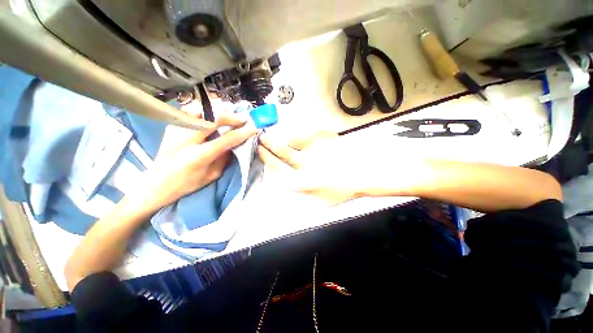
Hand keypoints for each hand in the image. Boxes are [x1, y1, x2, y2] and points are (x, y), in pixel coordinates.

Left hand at [140, 112, 256, 209]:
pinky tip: (210, 115)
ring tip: (227, 114)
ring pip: (198, 109)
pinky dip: (203, 110)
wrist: (156, 183)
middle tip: (242, 118)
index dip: (243, 132)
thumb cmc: (187, 184)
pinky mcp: (171, 127)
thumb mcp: (212, 175)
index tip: (254, 127)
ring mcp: (175, 130)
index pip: (226, 139)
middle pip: (211, 119)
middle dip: (231, 116)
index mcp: (198, 156)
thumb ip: (225, 157)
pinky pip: (188, 112)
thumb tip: (235, 143)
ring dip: (216, 110)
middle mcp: (186, 140)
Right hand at [257, 131, 377, 204]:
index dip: (266, 157)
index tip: (260, 149)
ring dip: (286, 139)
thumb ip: (298, 190)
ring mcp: (314, 147)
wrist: (362, 174)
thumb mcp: (317, 199)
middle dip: (268, 142)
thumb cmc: (340, 189)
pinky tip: (306, 140)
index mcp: (302, 180)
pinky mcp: (323, 137)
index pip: (277, 166)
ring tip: (285, 138)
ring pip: (292, 139)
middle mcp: (305, 163)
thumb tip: (284, 180)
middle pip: (281, 150)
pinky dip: (302, 136)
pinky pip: (306, 134)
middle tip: (262, 137)